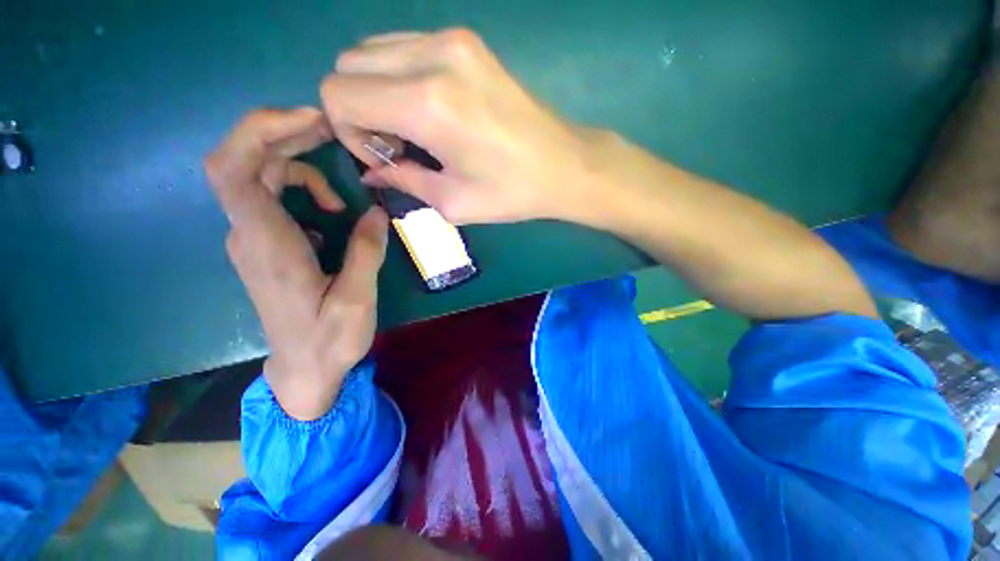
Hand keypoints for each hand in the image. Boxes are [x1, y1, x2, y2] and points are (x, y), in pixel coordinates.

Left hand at [205, 107, 388, 420]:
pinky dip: (300, 190)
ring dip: (301, 170)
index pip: (233, 169)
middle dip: (287, 136)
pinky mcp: (264, 246)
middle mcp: (249, 234)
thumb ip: (367, 251)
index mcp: (268, 246)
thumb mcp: (357, 298)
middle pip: (247, 162)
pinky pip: (271, 199)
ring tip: (339, 200)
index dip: (262, 131)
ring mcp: (253, 239)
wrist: (303, 369)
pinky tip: (330, 214)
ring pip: (260, 178)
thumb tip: (377, 211)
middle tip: (334, 134)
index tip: (311, 121)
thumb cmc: (329, 340)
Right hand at [320, 28, 609, 225]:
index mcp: (425, 104)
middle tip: (398, 146)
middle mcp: (432, 57)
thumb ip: (404, 181)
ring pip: (373, 51)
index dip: (347, 132)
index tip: (383, 159)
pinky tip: (429, 109)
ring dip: (376, 91)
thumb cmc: (512, 193)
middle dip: (358, 110)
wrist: (564, 165)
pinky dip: (399, 77)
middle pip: (348, 65)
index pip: (337, 94)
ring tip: (414, 130)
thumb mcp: (453, 202)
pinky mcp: (468, 41)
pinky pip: (405, 47)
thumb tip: (372, 173)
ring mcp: (452, 40)